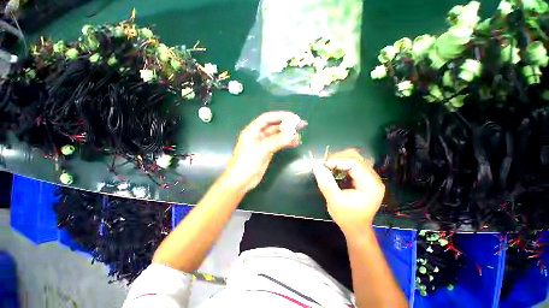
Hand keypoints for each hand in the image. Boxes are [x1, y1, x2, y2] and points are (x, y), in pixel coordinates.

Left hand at [223, 111, 304, 191]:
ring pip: (277, 135)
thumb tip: (292, 135)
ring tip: (299, 136)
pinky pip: (278, 144)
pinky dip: (286, 143)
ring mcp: (263, 144)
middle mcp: (258, 135)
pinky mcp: (267, 151)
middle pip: (274, 126)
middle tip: (301, 124)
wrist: (240, 181)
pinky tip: (295, 143)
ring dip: (288, 135)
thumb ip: (276, 141)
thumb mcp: (261, 150)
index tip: (293, 117)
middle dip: (287, 124)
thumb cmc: (246, 163)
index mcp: (252, 131)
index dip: (280, 115)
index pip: (267, 118)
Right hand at [313, 149, 384, 236]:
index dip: (337, 161)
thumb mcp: (334, 201)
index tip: (322, 165)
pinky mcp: (365, 178)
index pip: (354, 164)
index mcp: (371, 185)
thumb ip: (326, 183)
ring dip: (340, 159)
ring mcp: (371, 177)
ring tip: (328, 166)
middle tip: (324, 165)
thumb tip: (316, 166)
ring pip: (355, 158)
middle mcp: (374, 178)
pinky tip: (334, 168)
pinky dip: (342, 163)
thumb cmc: (346, 217)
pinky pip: (354, 164)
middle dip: (338, 158)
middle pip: (356, 158)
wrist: (356, 228)